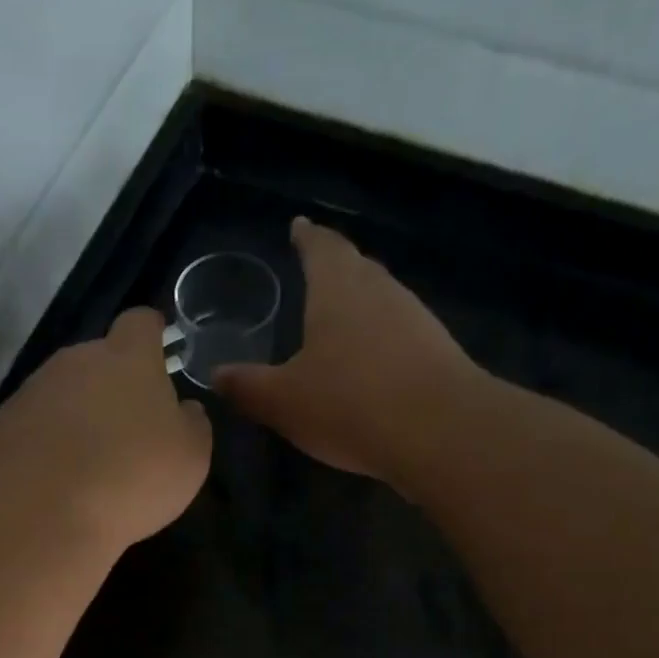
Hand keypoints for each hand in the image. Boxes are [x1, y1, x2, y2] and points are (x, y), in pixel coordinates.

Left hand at [0, 307, 211, 555]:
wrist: (37, 514)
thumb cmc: (131, 478)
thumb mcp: (190, 457)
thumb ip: (191, 424)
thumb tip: (183, 410)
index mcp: (127, 358)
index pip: (141, 322)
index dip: (152, 336)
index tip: (160, 354)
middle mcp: (74, 361)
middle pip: (98, 360)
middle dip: (113, 386)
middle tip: (128, 430)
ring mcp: (31, 392)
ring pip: (63, 394)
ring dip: (77, 418)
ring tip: (90, 465)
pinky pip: (33, 427)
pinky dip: (47, 446)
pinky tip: (56, 483)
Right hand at [214, 217, 483, 480]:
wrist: (441, 431)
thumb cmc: (350, 403)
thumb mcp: (283, 401)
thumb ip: (247, 386)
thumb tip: (217, 375)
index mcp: (337, 289)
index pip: (320, 247)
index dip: (306, 237)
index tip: (298, 226)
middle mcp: (379, 291)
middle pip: (355, 266)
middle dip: (333, 266)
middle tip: (314, 269)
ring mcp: (415, 318)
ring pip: (380, 298)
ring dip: (359, 302)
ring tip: (338, 316)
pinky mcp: (437, 350)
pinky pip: (399, 331)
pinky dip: (379, 336)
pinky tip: (369, 362)